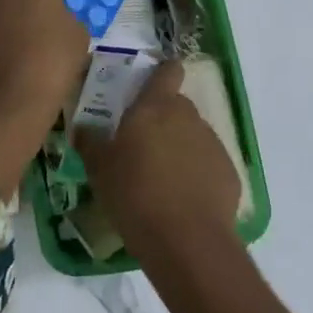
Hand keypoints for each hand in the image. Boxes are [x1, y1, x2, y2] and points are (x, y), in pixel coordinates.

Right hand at [78, 60, 239, 249]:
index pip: (167, 71)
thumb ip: (90, 141)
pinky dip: (196, 173)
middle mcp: (188, 116)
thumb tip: (83, 127)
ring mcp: (212, 143)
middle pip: (177, 105)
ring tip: (161, 178)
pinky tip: (182, 199)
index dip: (161, 73)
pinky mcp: (229, 172)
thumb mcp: (99, 169)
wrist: (186, 241)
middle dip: (162, 118)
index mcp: (155, 107)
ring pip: (193, 135)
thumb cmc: (134, 195)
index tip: (149, 84)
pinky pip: (207, 163)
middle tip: (141, 145)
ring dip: (179, 147)